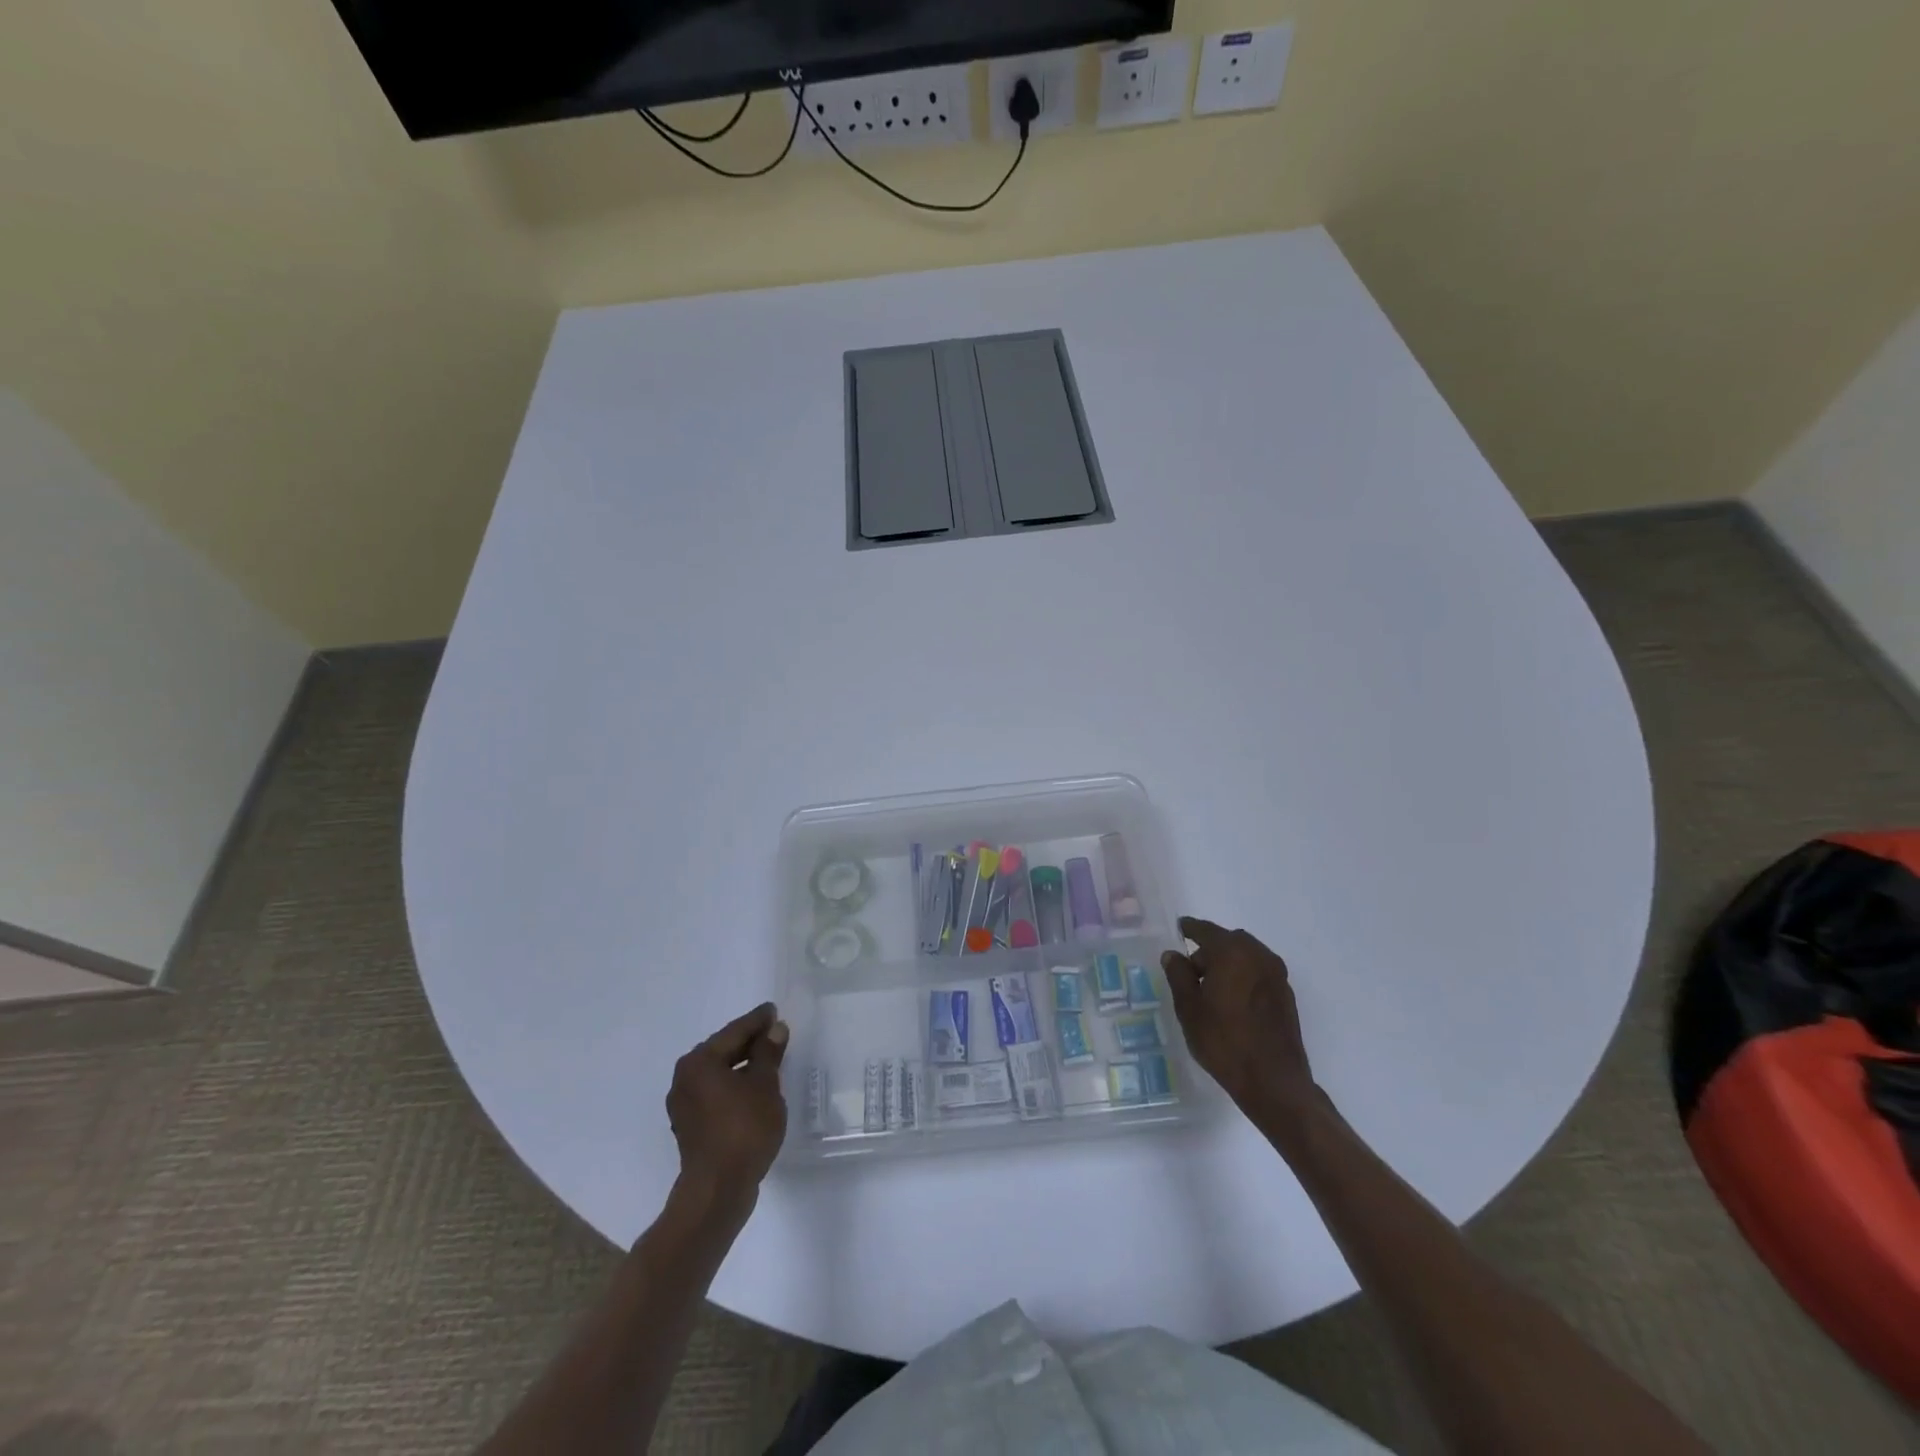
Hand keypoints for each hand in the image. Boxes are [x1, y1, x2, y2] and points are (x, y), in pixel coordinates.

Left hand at [666, 1003, 788, 1211]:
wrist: (717, 1190)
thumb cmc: (743, 1129)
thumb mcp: (764, 1085)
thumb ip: (768, 1053)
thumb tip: (775, 1029)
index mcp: (699, 1062)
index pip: (734, 1031)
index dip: (757, 1021)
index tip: (774, 1011)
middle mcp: (684, 1078)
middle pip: (722, 1050)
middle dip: (749, 1042)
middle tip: (774, 1033)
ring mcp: (684, 1105)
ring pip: (718, 1074)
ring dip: (742, 1066)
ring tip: (768, 1061)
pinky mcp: (690, 1127)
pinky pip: (715, 1094)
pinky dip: (733, 1086)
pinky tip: (753, 1090)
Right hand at [1163, 917, 1317, 1119]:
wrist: (1274, 1082)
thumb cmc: (1224, 1041)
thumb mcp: (1189, 1008)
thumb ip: (1179, 975)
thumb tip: (1173, 955)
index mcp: (1232, 953)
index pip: (1206, 931)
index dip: (1190, 929)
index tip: (1180, 927)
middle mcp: (1259, 956)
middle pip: (1229, 941)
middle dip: (1209, 949)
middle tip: (1191, 969)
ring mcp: (1277, 975)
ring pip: (1246, 956)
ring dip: (1228, 962)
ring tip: (1211, 987)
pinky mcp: (1286, 995)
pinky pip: (1258, 972)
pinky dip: (1243, 975)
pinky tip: (1232, 999)